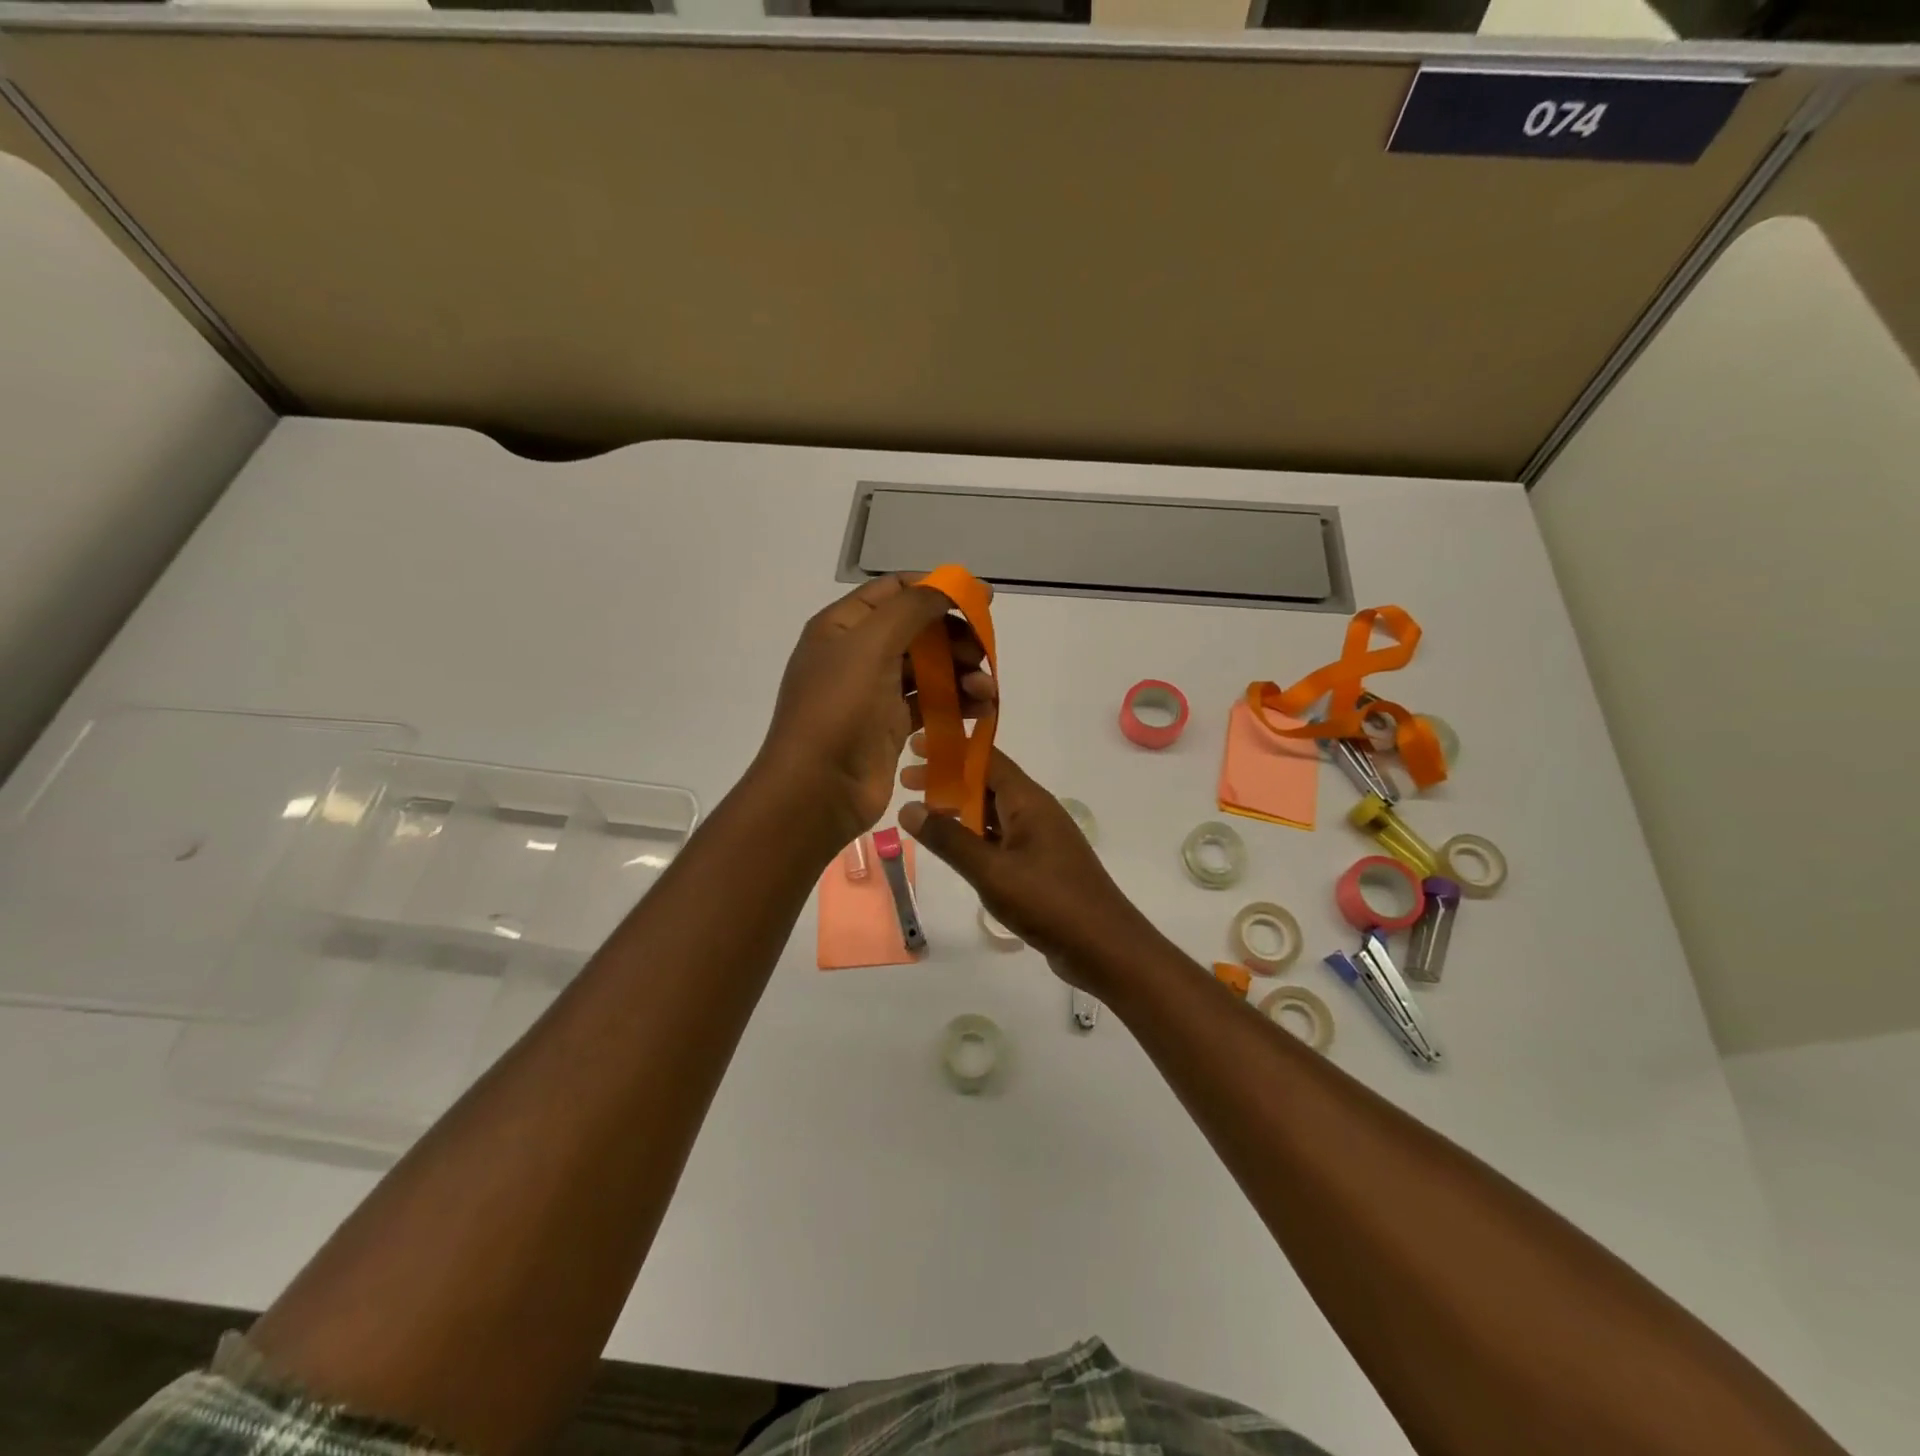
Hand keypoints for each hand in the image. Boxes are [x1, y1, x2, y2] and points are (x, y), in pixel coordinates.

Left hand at [752, 575, 995, 848]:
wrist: (817, 790)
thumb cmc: (839, 709)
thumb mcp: (872, 644)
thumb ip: (914, 607)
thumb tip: (957, 583)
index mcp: (842, 626)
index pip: (895, 591)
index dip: (938, 588)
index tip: (982, 600)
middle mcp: (857, 654)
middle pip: (918, 630)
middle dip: (956, 638)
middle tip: (983, 655)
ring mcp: (873, 692)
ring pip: (928, 669)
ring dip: (962, 673)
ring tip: (986, 691)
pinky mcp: (889, 726)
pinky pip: (930, 703)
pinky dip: (956, 703)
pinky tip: (980, 710)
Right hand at [899, 747, 1154, 994]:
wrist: (1104, 947)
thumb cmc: (1048, 901)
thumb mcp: (991, 871)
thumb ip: (949, 840)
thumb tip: (909, 808)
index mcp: (1028, 801)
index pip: (986, 758)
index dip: (950, 749)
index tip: (914, 747)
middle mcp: (1035, 812)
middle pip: (987, 783)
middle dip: (947, 779)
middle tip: (906, 782)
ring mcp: (1040, 839)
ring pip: (993, 812)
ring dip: (959, 809)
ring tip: (921, 813)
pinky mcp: (1040, 865)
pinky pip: (1001, 839)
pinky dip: (974, 836)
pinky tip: (953, 848)